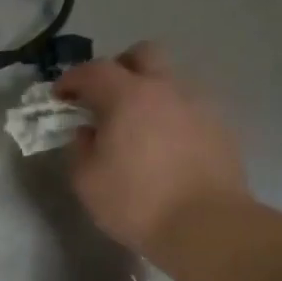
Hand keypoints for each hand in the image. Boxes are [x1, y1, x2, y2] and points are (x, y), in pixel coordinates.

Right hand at [54, 43, 251, 255]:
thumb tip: (87, 132)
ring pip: (170, 81)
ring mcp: (199, 105)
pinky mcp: (221, 127)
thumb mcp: (87, 181)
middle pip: (142, 55)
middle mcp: (166, 88)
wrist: (206, 225)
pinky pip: (189, 108)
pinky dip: (172, 117)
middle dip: (119, 68)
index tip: (60, 96)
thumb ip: (79, 149)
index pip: (94, 70)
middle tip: (105, 97)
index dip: (72, 79)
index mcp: (128, 96)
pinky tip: (166, 147)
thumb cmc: (136, 203)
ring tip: (138, 127)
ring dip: (149, 93)